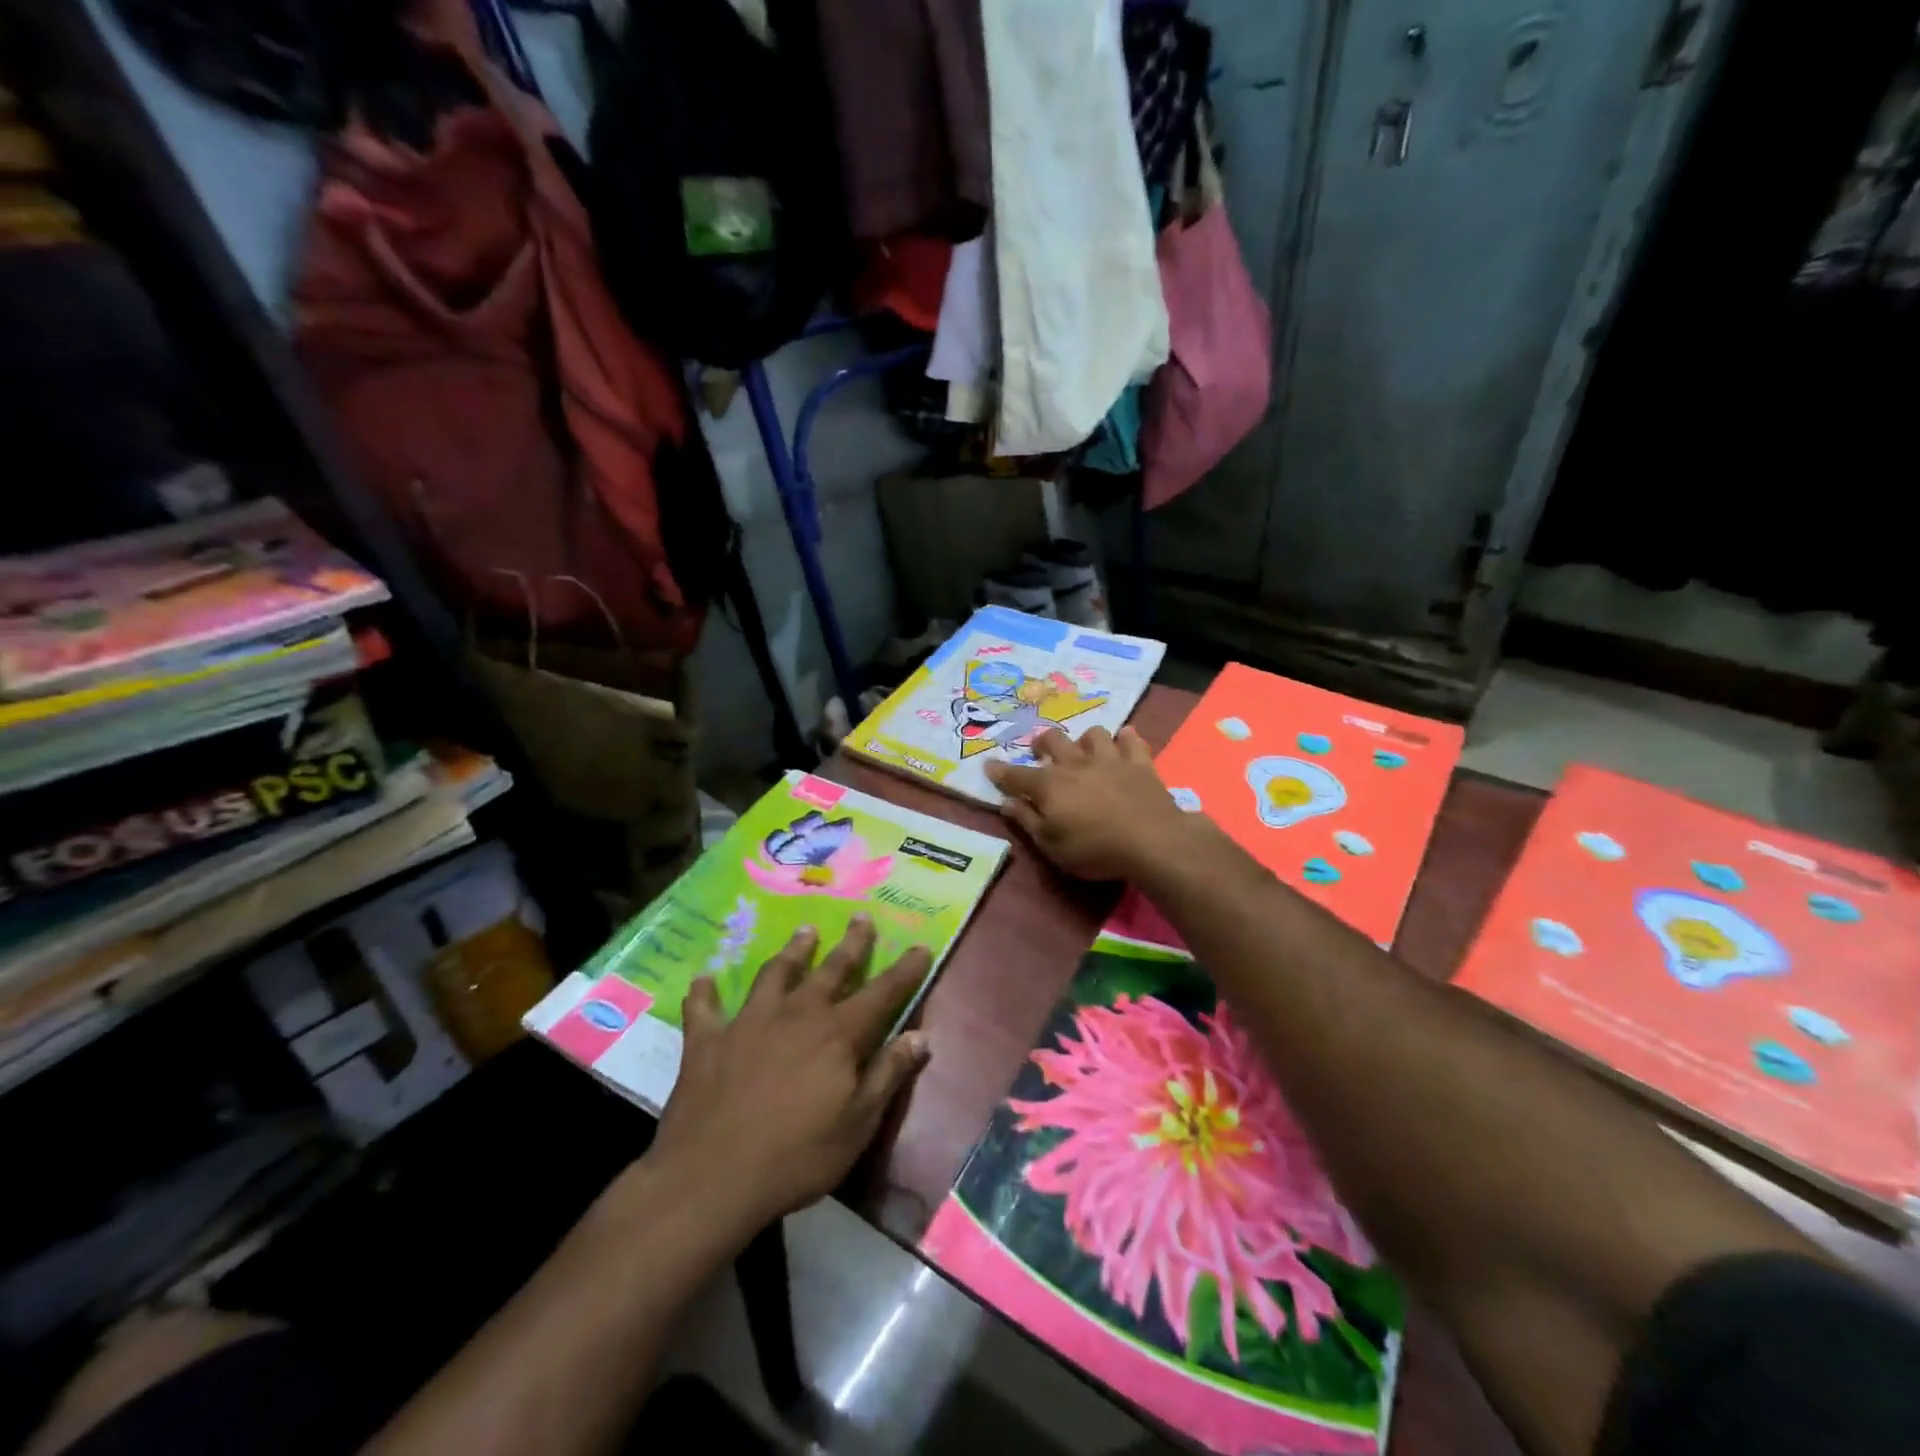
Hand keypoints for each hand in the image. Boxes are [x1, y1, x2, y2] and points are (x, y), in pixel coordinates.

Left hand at [648, 918, 932, 1233]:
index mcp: (837, 1034)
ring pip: (775, 974)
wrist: (711, 1178)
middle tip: (862, 917)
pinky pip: (705, 1009)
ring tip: (805, 931)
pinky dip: (705, 993)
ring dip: (792, 951)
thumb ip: (889, 1075)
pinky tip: (703, 979)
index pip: (881, 994)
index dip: (904, 971)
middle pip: (831, 969)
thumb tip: (921, 1036)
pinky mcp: (708, 1041)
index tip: (921, 946)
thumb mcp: (858, 1125)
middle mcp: (796, 1015)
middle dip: (851, 944)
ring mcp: (748, 1023)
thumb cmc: (796, 1157)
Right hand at [983, 726, 1198, 880]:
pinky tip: (1124, 743)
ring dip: (1085, 740)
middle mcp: (1075, 763)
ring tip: (1085, 751)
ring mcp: (1109, 759)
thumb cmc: (1094, 849)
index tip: (989, 766)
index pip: (1016, 775)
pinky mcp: (1139, 762)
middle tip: (1040, 753)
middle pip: (1052, 740)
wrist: (1151, 840)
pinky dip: (1126, 740)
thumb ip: (1027, 821)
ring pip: (1093, 734)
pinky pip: (1131, 740)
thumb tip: (1006, 803)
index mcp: (1049, 785)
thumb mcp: (1050, 845)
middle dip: (1042, 743)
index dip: (1000, 771)